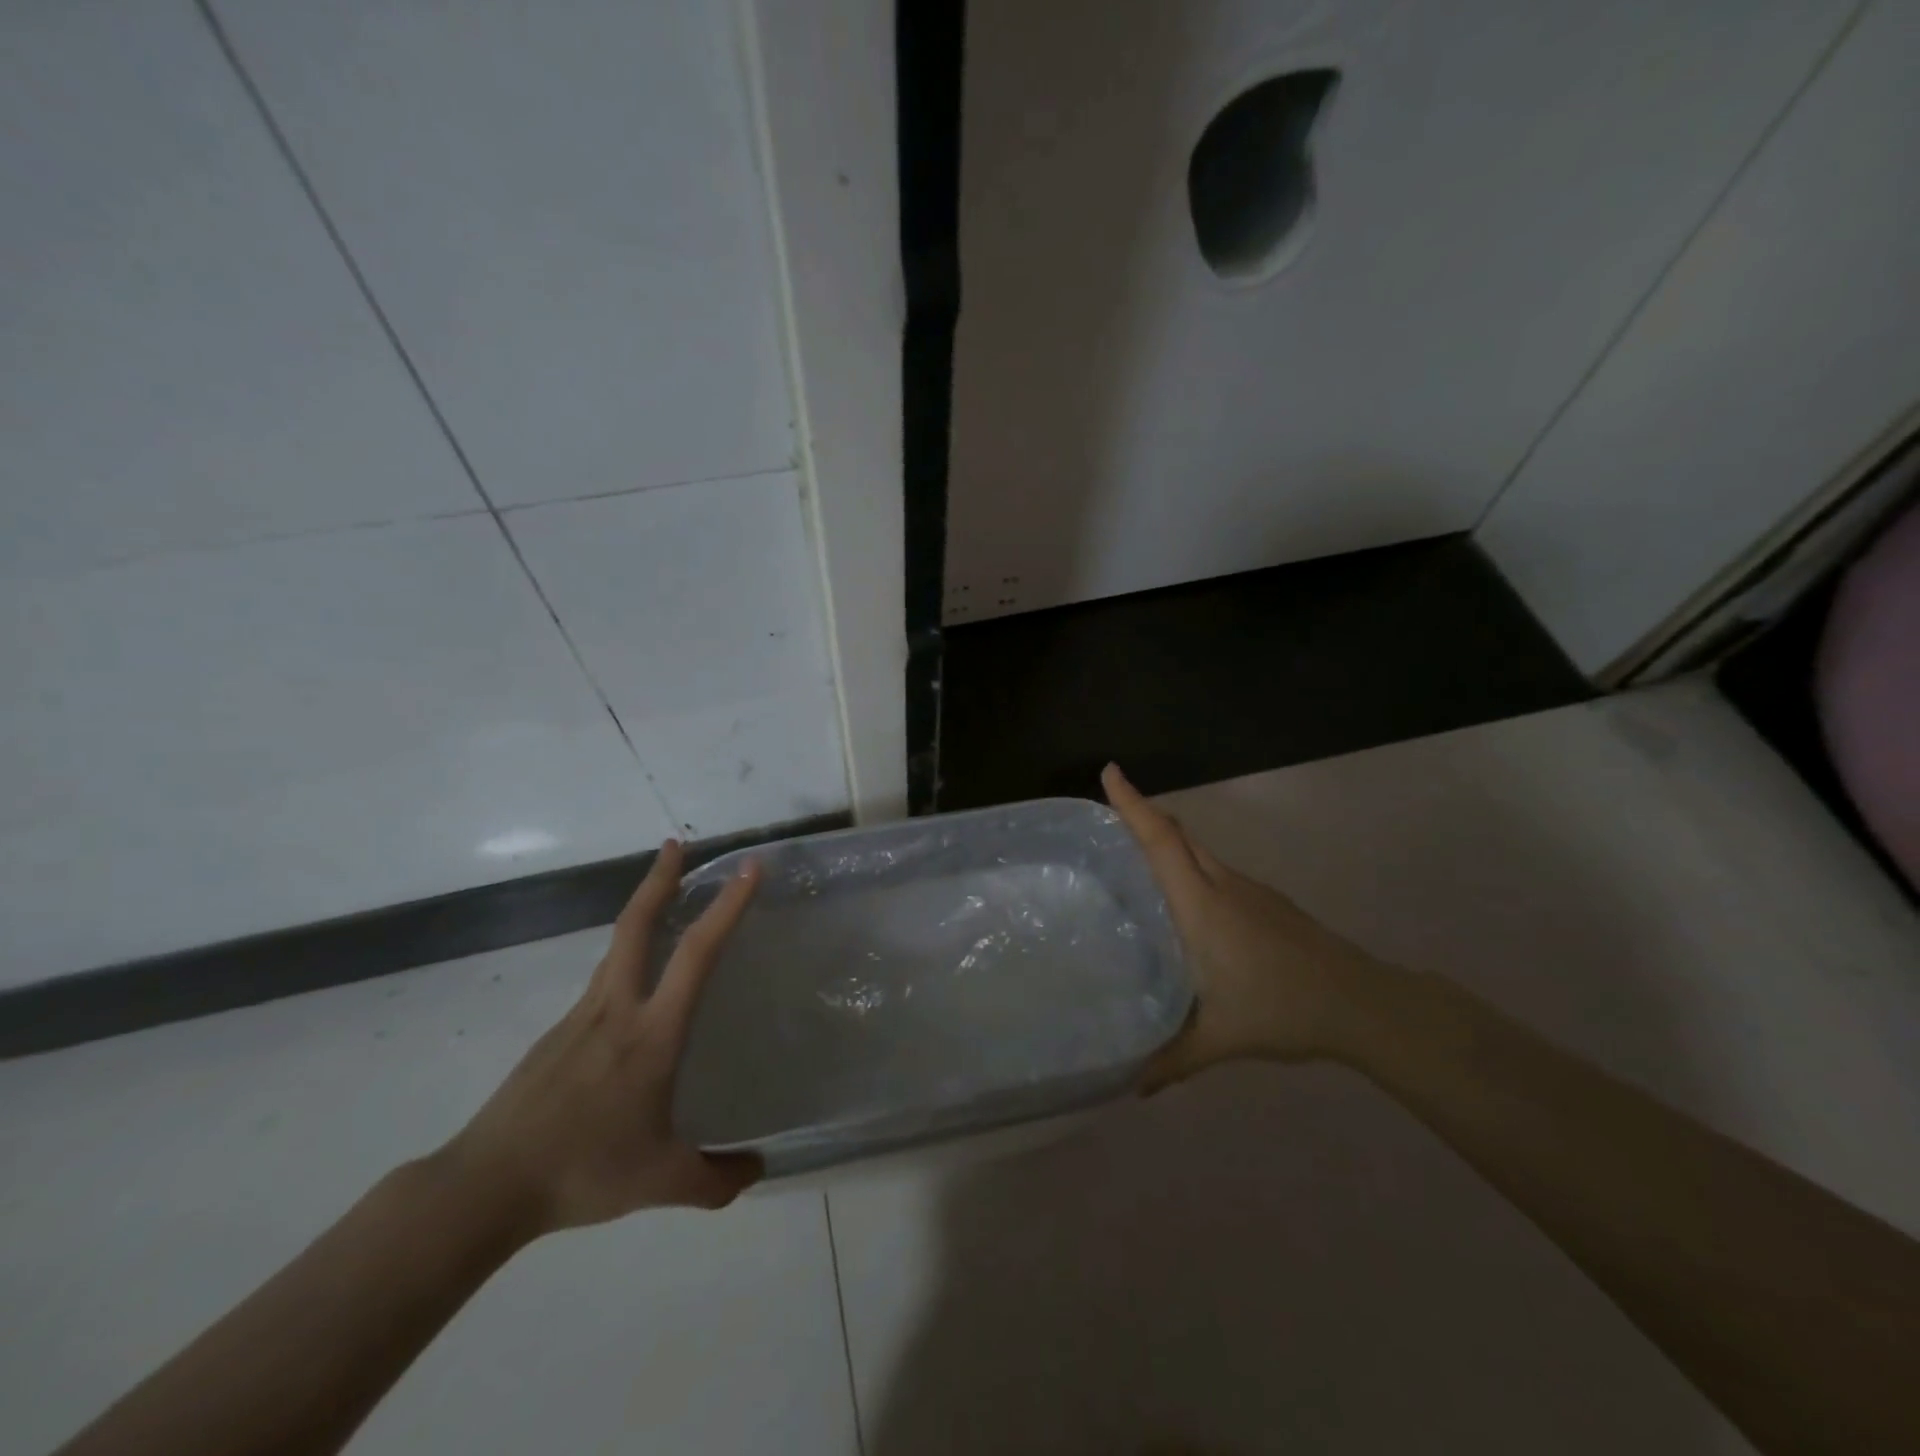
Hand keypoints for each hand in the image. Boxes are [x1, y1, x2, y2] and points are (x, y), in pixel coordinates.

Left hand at [440, 841, 762, 1237]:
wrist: (484, 1186)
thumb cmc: (582, 1170)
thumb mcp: (661, 1182)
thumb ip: (716, 1180)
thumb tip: (757, 1169)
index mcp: (652, 1032)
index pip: (697, 954)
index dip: (726, 906)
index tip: (748, 868)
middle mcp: (617, 1008)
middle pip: (637, 924)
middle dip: (660, 878)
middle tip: (677, 844)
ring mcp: (580, 1016)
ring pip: (616, 948)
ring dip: (642, 912)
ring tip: (665, 904)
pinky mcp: (557, 1033)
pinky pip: (601, 982)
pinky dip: (625, 960)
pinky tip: (634, 992)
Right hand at [1103, 764, 1385, 1087]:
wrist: (1361, 1003)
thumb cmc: (1282, 1010)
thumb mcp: (1220, 1039)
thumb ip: (1171, 1060)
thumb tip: (1133, 1088)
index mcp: (1201, 905)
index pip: (1160, 841)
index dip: (1133, 804)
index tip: (1110, 771)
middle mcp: (1222, 885)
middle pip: (1177, 835)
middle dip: (1143, 814)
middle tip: (1108, 814)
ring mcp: (1249, 890)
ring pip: (1199, 851)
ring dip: (1168, 842)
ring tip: (1136, 860)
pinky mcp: (1267, 902)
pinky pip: (1216, 870)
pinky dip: (1191, 867)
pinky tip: (1187, 905)